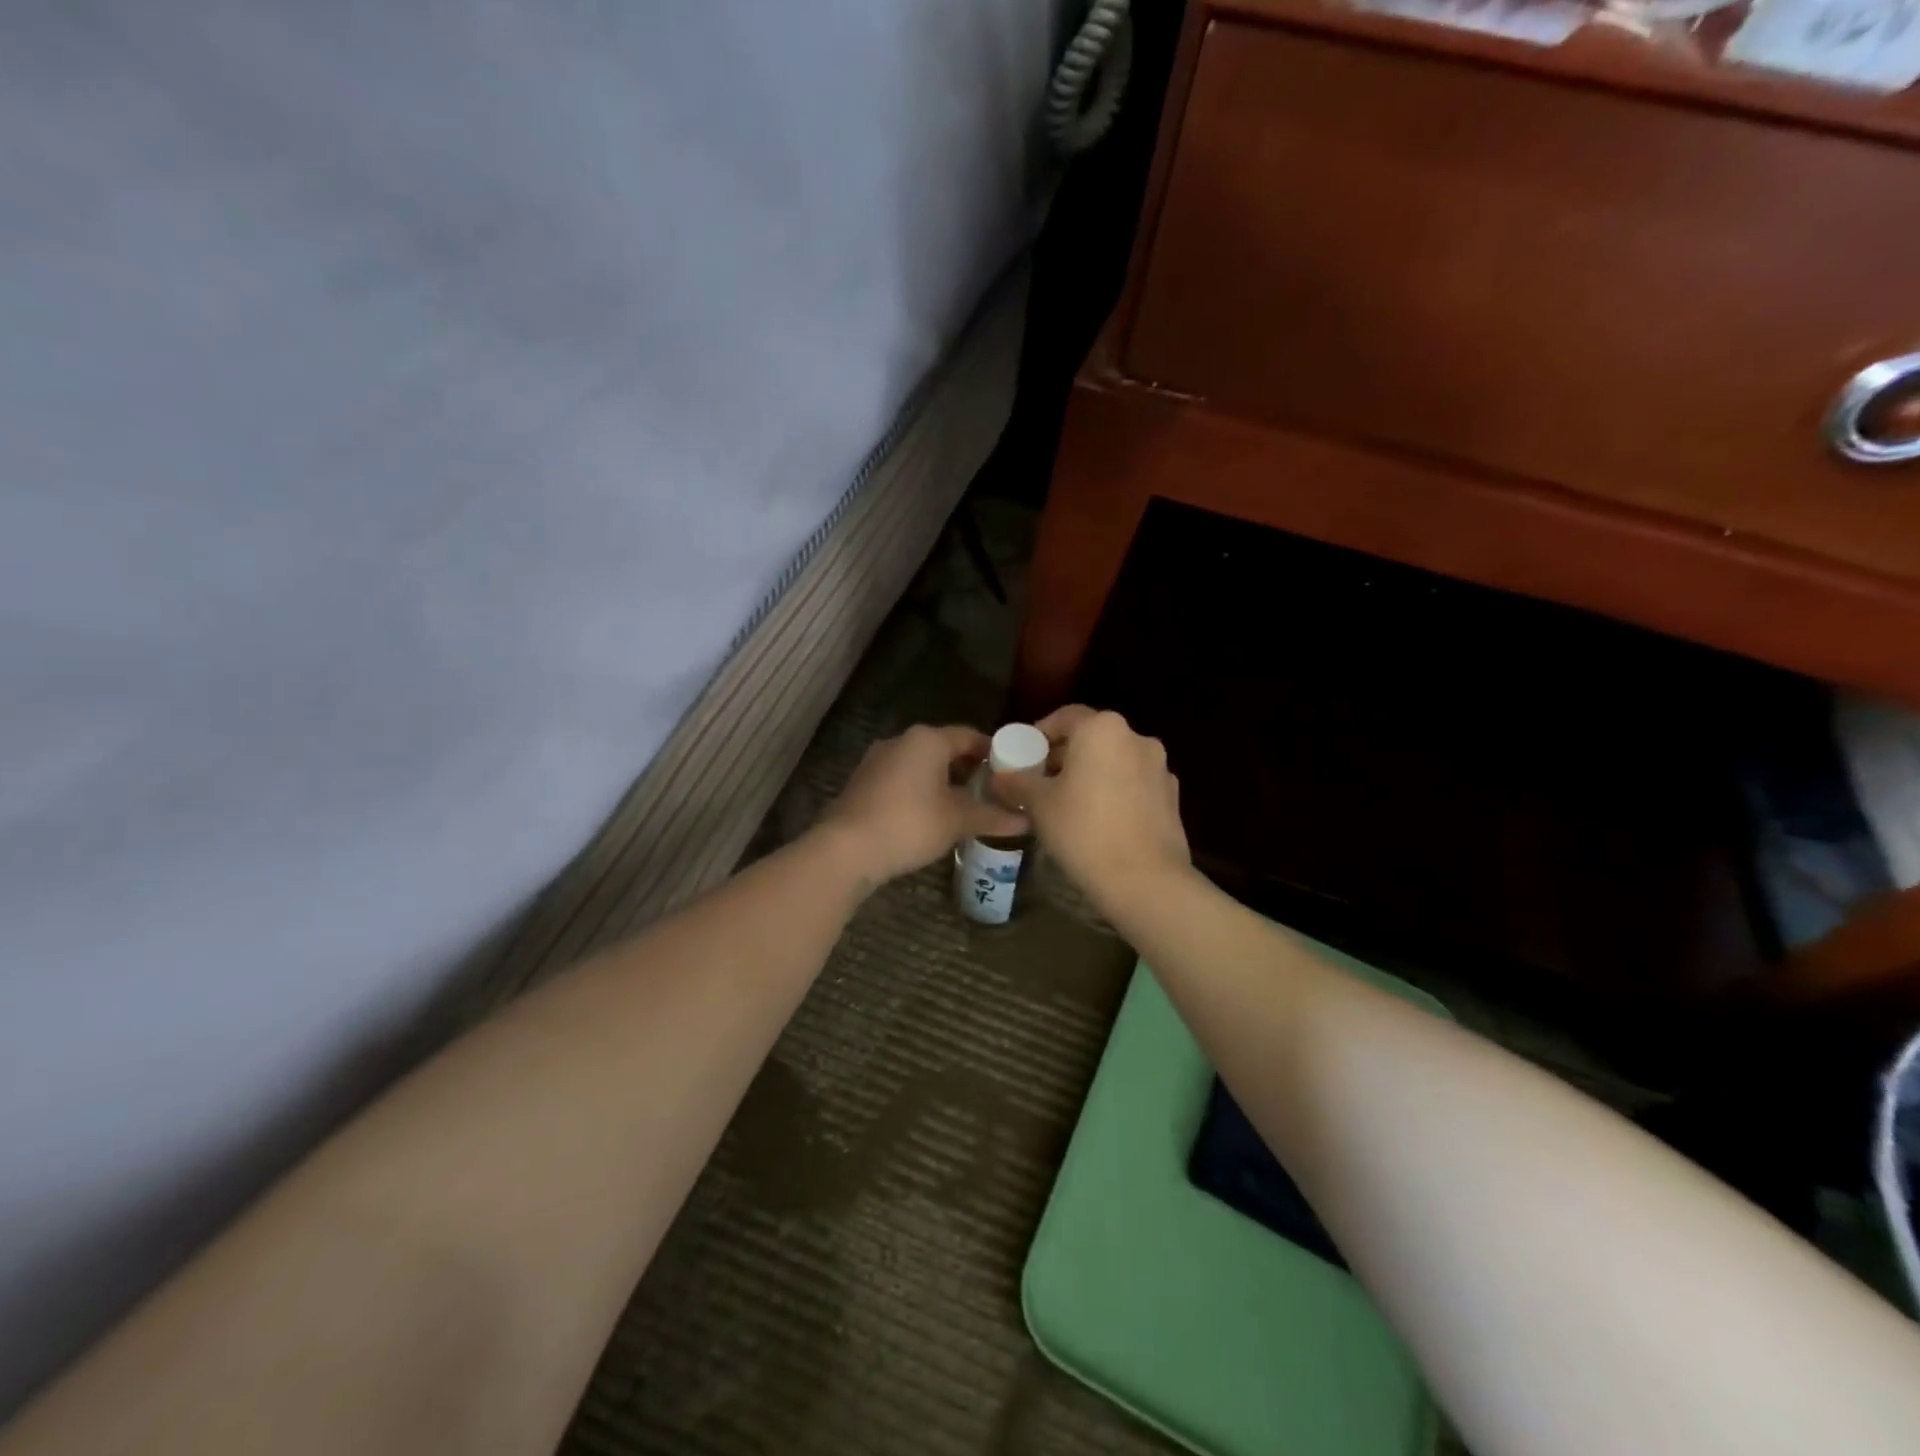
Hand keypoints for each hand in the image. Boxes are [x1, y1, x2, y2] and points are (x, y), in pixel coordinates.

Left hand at [816, 724, 1026, 886]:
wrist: (846, 848)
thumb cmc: (910, 824)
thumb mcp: (957, 820)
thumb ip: (992, 816)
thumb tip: (1025, 821)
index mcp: (928, 739)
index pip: (970, 736)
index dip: (993, 752)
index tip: (1011, 772)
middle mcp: (901, 741)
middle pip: (944, 748)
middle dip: (968, 768)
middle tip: (991, 791)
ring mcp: (877, 760)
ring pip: (920, 764)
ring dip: (942, 781)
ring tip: (964, 806)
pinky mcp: (862, 782)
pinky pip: (901, 779)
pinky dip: (919, 791)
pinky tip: (929, 815)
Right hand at [1020, 706, 1190, 910]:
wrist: (1145, 879)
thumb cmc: (1084, 830)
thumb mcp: (1039, 805)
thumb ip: (1017, 782)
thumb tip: (999, 776)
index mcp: (1102, 729)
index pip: (1064, 717)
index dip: (1040, 734)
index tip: (1025, 757)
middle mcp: (1136, 737)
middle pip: (1092, 738)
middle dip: (1066, 756)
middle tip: (1042, 783)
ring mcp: (1159, 767)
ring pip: (1115, 761)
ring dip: (1093, 774)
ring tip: (1071, 805)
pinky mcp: (1172, 797)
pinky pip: (1135, 784)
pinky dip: (1116, 793)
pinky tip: (1101, 822)